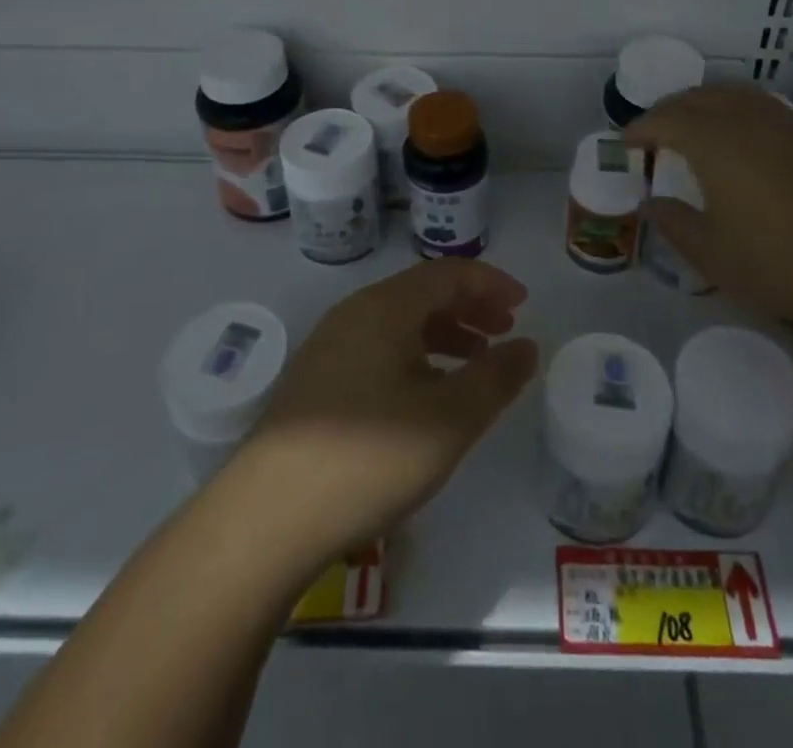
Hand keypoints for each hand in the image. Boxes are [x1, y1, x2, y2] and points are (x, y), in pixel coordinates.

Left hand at [226, 260, 538, 569]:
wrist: (265, 519)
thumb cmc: (368, 459)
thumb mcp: (448, 420)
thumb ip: (495, 378)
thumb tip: (527, 346)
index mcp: (384, 308)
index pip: (447, 273)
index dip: (490, 283)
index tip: (523, 305)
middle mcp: (353, 315)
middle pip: (421, 294)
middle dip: (469, 307)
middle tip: (504, 332)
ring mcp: (329, 348)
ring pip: (399, 324)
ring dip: (443, 335)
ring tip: (474, 365)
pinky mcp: (315, 383)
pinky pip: (378, 350)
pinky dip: (414, 358)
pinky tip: (426, 397)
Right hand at [625, 83, 792, 325]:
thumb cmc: (781, 263)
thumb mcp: (713, 255)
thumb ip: (675, 224)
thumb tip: (651, 204)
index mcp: (715, 143)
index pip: (667, 121)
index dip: (641, 128)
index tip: (626, 143)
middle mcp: (748, 120)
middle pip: (699, 98)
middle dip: (670, 109)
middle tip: (654, 131)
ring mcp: (786, 123)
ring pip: (734, 94)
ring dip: (705, 103)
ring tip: (693, 124)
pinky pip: (764, 106)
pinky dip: (738, 109)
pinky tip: (743, 135)